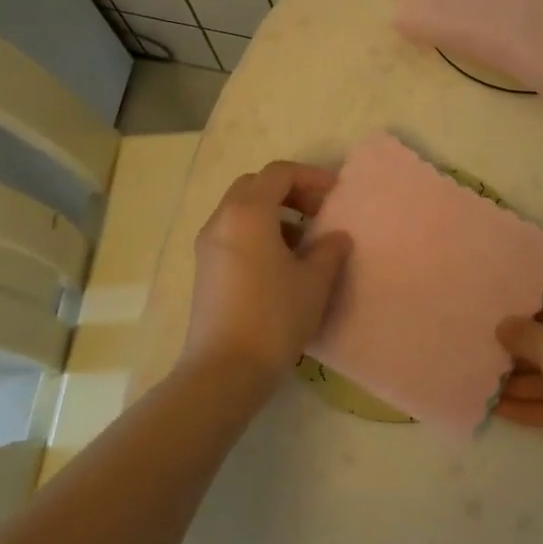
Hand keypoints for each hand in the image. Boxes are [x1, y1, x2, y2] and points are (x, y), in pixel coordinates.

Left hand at [183, 161, 351, 384]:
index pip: (279, 173)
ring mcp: (208, 246)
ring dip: (274, 212)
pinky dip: (259, 232)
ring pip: (242, 209)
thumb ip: (329, 250)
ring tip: (304, 239)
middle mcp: (222, 220)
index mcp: (248, 213)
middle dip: (289, 191)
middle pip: (256, 185)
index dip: (311, 176)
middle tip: (318, 211)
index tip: (337, 193)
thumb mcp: (314, 281)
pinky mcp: (205, 270)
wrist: (225, 370)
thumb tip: (335, 237)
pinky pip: (234, 233)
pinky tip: (281, 263)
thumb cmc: (275, 317)